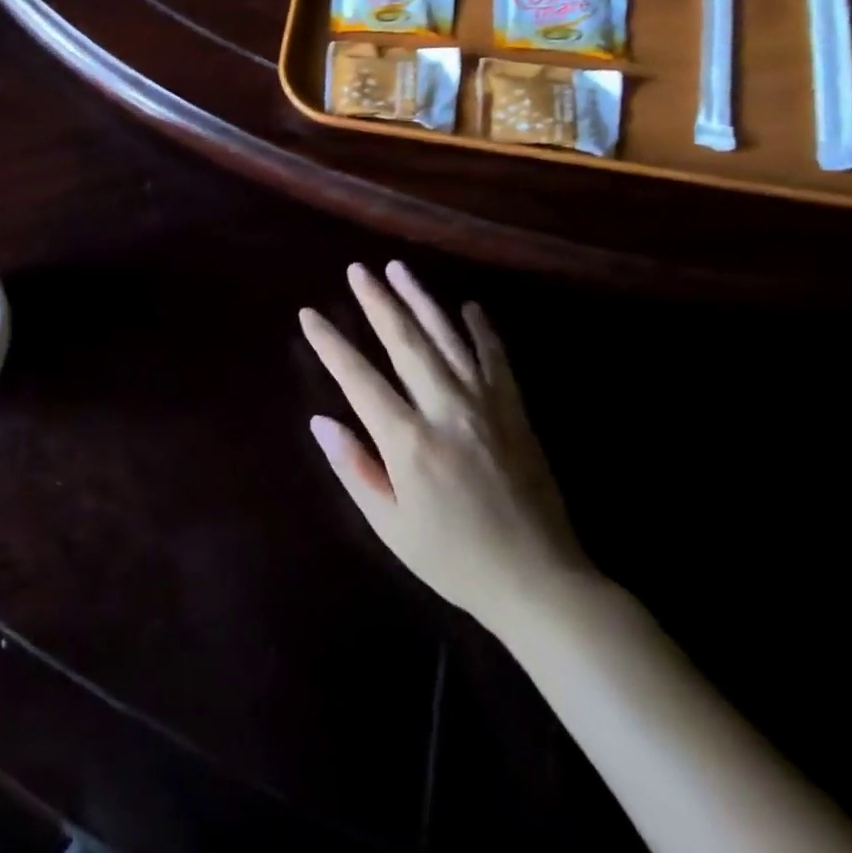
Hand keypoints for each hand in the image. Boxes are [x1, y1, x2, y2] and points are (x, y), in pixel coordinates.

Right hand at [300, 261, 591, 635]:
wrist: (542, 584)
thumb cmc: (455, 559)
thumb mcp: (391, 525)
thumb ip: (354, 468)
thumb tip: (321, 421)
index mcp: (408, 442)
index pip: (358, 378)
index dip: (330, 343)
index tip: (309, 315)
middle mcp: (446, 411)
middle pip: (405, 342)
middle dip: (377, 302)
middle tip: (357, 270)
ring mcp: (486, 406)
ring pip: (448, 338)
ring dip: (421, 299)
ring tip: (398, 269)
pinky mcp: (516, 412)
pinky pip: (497, 359)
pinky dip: (481, 330)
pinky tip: (467, 307)